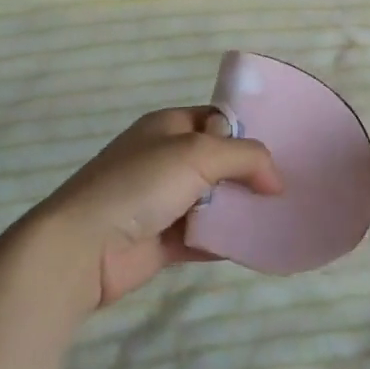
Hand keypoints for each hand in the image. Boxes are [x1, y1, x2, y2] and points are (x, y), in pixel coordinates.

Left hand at [31, 108, 280, 312]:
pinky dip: (227, 240)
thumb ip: (245, 157)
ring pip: (214, 201)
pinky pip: (205, 237)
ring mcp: (162, 202)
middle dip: (250, 174)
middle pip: (220, 161)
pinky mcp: (162, 241)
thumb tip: (277, 179)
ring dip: (242, 209)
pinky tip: (257, 245)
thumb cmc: (139, 185)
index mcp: (168, 126)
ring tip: (281, 216)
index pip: (219, 119)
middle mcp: (165, 159)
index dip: (249, 132)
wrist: (81, 249)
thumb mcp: (198, 153)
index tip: (285, 149)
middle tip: (288, 187)